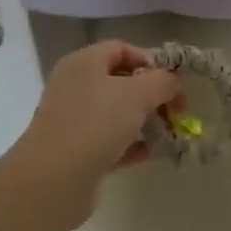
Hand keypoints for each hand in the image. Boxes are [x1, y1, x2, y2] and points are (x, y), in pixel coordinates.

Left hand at [10, 41, 182, 208]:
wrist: (53, 180)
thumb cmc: (96, 123)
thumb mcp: (138, 94)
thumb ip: (163, 82)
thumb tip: (173, 82)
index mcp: (84, 63)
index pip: (122, 49)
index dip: (151, 61)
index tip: (173, 82)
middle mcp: (75, 86)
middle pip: (121, 82)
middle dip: (152, 94)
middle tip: (177, 111)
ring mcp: (73, 120)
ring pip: (116, 114)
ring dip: (144, 121)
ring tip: (168, 134)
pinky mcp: (75, 152)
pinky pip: (109, 141)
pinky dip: (131, 145)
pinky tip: (150, 153)